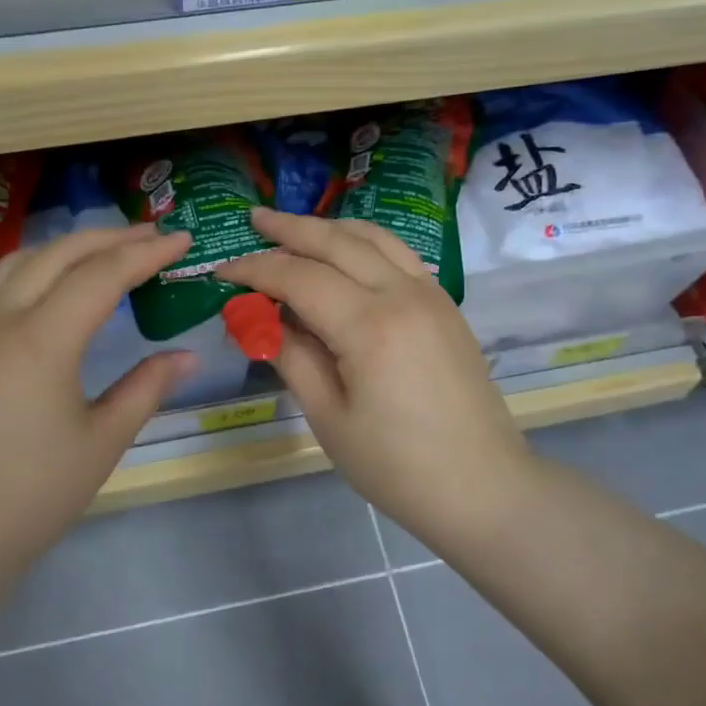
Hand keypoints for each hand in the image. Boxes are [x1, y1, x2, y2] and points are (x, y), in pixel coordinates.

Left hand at [0, 224, 195, 571]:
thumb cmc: (32, 496)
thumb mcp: (102, 442)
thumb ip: (146, 388)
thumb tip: (186, 356)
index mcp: (40, 342)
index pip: (101, 276)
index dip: (146, 254)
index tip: (182, 240)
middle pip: (59, 254)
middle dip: (109, 238)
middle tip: (152, 235)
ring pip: (20, 262)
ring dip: (67, 247)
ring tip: (105, 250)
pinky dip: (33, 269)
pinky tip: (50, 285)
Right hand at [222, 209, 541, 553]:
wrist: (482, 486)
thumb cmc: (396, 466)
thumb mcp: (329, 418)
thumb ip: (292, 357)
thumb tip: (260, 320)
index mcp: (370, 326)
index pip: (299, 277)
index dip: (256, 269)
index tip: (223, 270)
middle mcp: (403, 294)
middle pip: (337, 242)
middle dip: (290, 228)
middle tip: (254, 219)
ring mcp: (431, 295)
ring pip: (374, 238)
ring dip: (329, 228)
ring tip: (294, 226)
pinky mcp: (445, 306)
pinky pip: (398, 255)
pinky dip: (363, 243)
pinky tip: (345, 253)